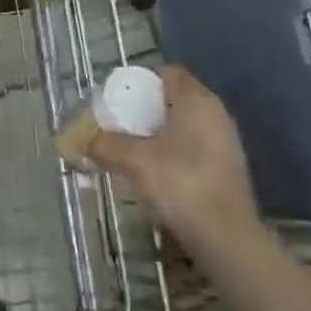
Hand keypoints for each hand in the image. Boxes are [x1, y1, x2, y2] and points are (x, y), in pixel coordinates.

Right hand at [86, 65, 260, 255]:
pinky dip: (175, 151)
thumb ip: (106, 145)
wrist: (226, 237)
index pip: (168, 73)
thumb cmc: (181, 184)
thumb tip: (82, 140)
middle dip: (147, 109)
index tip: (120, 100)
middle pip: (176, 98)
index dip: (142, 82)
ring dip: (160, 132)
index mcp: (196, 100)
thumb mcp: (135, 161)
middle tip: (121, 126)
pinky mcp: (227, 167)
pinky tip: (158, 173)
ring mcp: (225, 140)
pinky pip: (195, 145)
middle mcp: (215, 112)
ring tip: (134, 151)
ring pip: (186, 124)